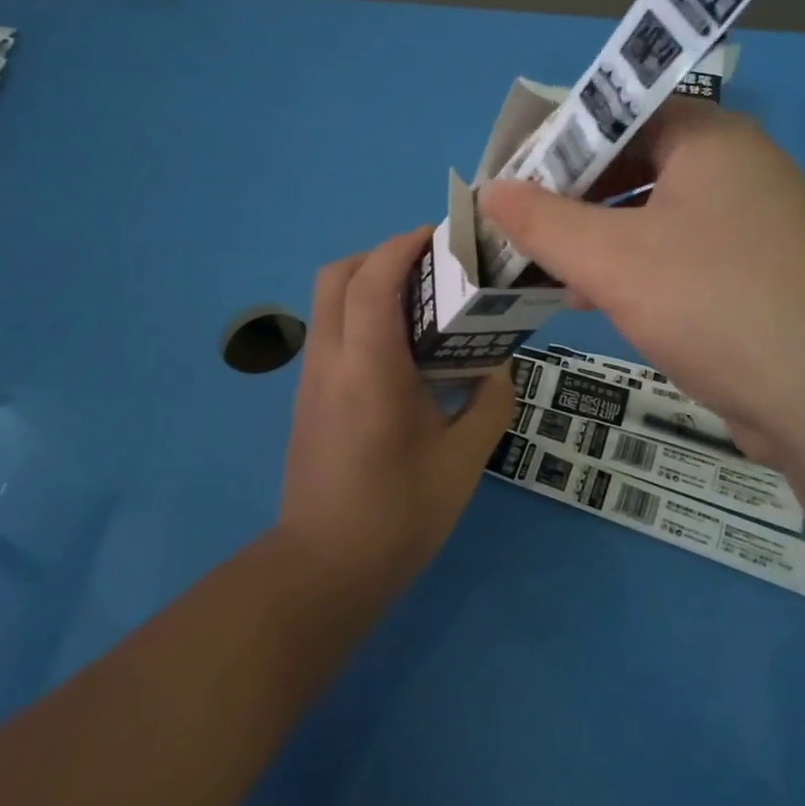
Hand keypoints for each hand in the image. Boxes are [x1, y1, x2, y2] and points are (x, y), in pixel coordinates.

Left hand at [278, 228, 515, 590]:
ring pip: (327, 301)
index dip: (403, 245)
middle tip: (430, 264)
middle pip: (337, 275)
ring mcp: (311, 378)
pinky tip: (399, 346)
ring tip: (420, 299)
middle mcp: (330, 361)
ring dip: (368, 281)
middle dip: (380, 253)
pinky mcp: (307, 396)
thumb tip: (497, 364)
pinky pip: (330, 329)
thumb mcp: (465, 461)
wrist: (324, 570)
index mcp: (369, 370)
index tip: (441, 234)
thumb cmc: (399, 515)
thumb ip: (489, 401)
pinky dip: (360, 312)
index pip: (372, 280)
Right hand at [480, 103, 804, 467]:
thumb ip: (543, 222)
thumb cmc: (715, 303)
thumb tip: (490, 189)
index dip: (561, 140)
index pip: (621, 112)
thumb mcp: (612, 259)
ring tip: (548, 267)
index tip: (513, 174)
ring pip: (656, 214)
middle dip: (575, 196)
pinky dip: (636, 268)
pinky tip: (599, 302)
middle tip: (522, 224)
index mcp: (709, 139)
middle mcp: (738, 169)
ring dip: (600, 237)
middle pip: (637, 163)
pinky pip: (681, 254)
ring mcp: (754, 224)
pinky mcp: (758, 275)